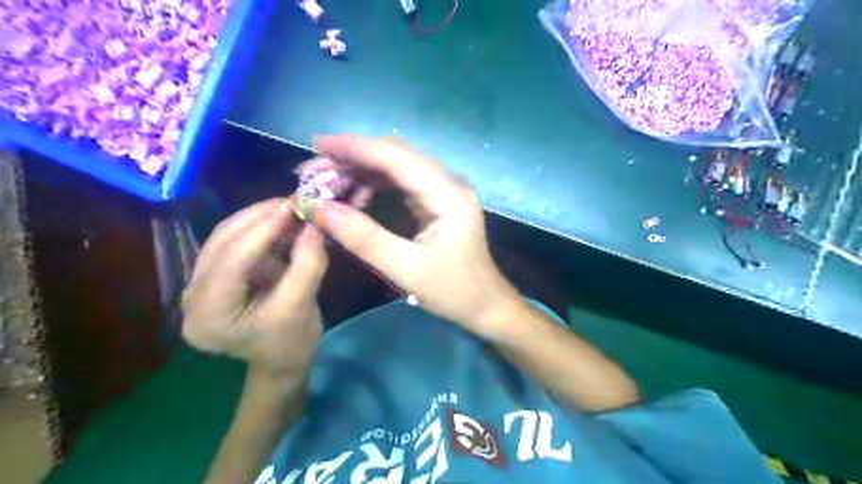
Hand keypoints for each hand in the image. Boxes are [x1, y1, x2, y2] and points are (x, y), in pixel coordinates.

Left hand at [182, 199, 330, 374]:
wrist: (281, 361)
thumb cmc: (290, 343)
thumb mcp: (301, 307)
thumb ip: (308, 265)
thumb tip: (315, 224)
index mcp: (208, 315)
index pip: (231, 262)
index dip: (261, 230)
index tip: (292, 205)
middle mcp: (192, 297)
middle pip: (222, 243)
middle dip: (259, 218)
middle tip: (294, 201)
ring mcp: (199, 284)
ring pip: (225, 237)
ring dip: (258, 218)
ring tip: (290, 207)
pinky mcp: (214, 276)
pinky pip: (233, 243)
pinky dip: (258, 229)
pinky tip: (281, 220)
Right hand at [313, 133, 521, 333]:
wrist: (486, 306)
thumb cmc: (453, 291)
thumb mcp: (406, 269)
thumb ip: (363, 238)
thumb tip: (319, 209)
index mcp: (448, 195)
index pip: (397, 158)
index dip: (356, 147)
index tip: (317, 144)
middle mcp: (448, 183)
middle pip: (395, 156)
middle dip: (352, 158)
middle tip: (312, 171)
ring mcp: (444, 191)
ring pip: (396, 168)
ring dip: (360, 171)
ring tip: (326, 185)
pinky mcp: (438, 202)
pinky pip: (401, 183)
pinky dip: (374, 185)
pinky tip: (353, 196)